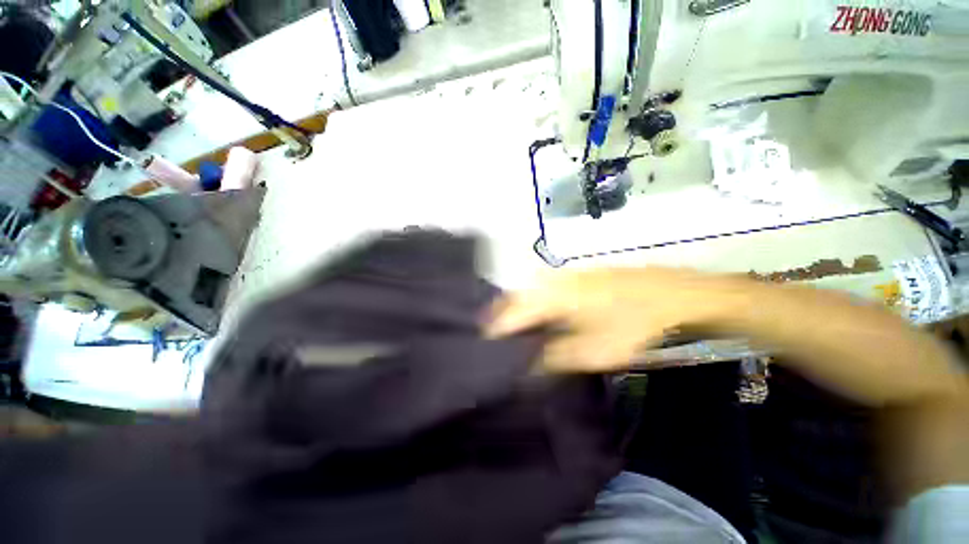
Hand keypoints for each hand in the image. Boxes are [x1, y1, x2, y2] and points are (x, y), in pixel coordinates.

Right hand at [486, 267, 739, 372]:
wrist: (674, 294)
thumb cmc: (634, 325)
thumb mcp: (595, 351)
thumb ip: (556, 358)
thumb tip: (527, 368)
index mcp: (553, 296)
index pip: (512, 312)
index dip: (495, 328)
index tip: (482, 343)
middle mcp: (553, 280)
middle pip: (516, 296)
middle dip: (501, 314)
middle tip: (493, 333)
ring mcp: (567, 274)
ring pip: (529, 288)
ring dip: (517, 305)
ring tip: (510, 323)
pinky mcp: (578, 274)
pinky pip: (544, 285)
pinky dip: (534, 297)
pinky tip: (539, 309)